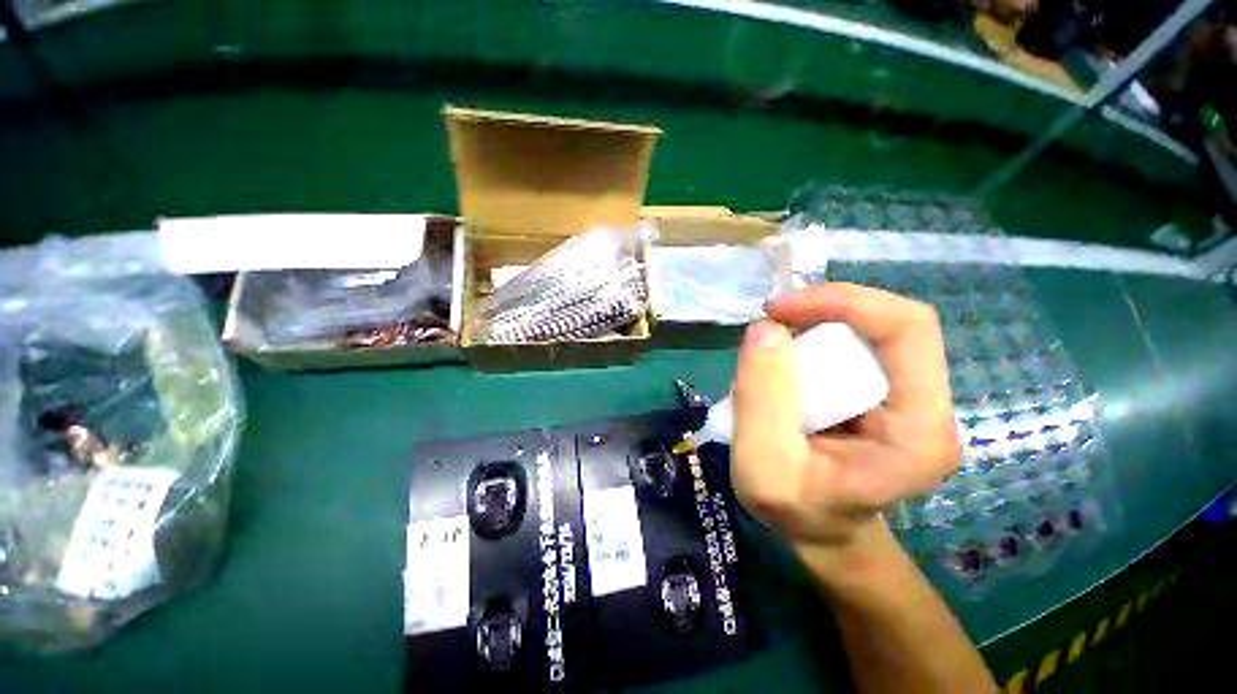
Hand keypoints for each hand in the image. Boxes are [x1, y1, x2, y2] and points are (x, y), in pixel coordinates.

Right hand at [729, 283, 960, 549]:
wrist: (819, 529)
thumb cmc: (796, 512)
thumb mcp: (763, 470)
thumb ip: (761, 401)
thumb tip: (765, 329)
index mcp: (919, 431)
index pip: (906, 330)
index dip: (843, 303)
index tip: (778, 310)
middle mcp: (925, 404)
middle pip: (884, 324)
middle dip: (820, 314)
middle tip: (767, 331)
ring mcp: (903, 396)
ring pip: (862, 331)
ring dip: (810, 328)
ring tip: (768, 356)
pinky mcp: (878, 392)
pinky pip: (846, 346)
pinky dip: (808, 342)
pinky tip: (782, 366)